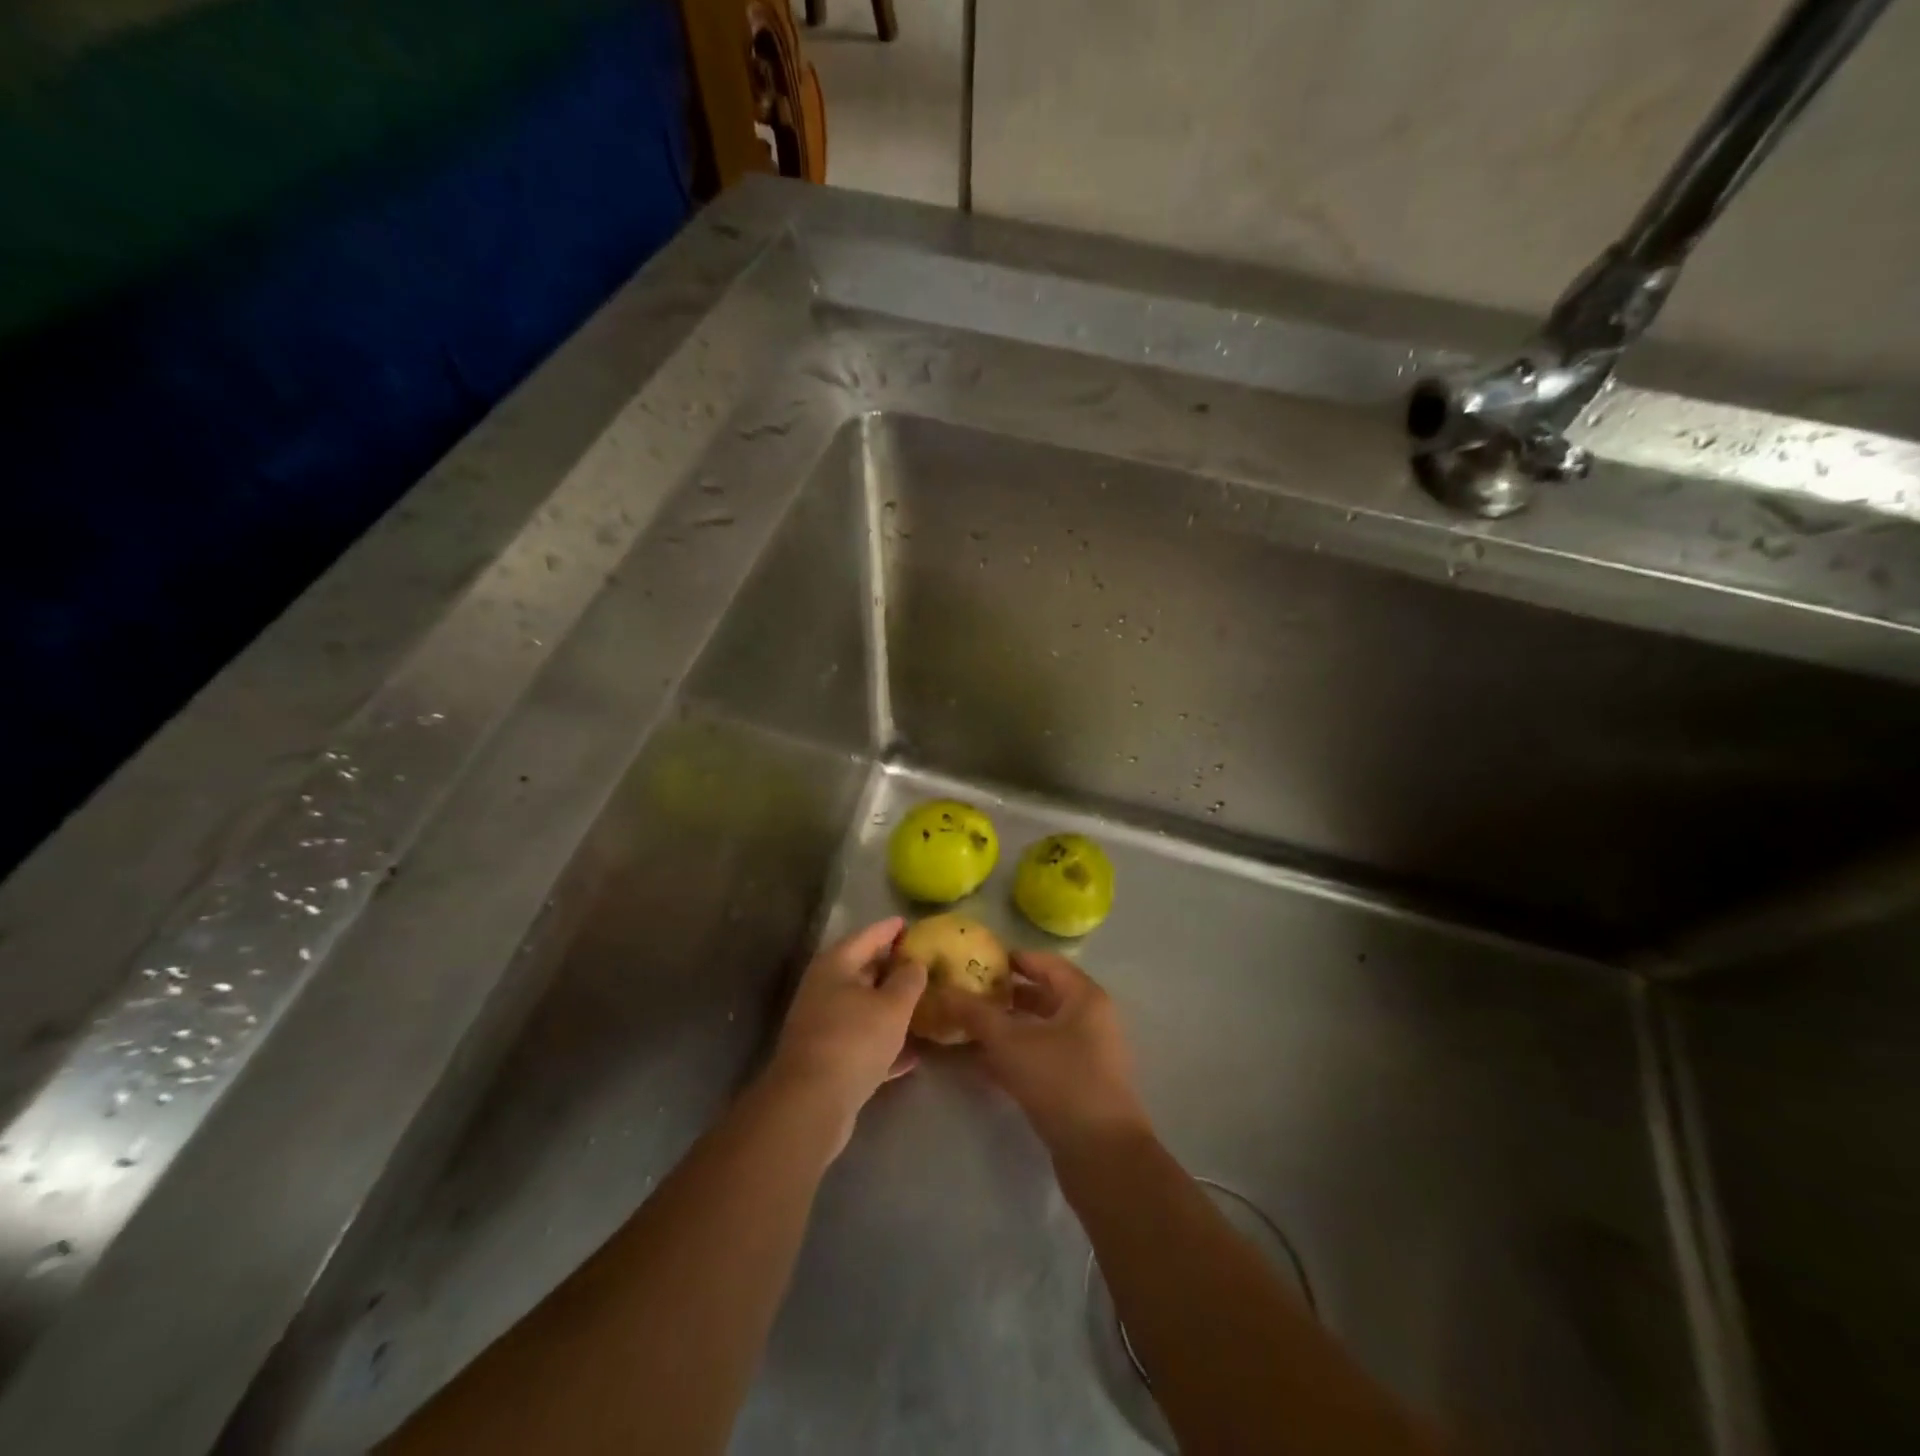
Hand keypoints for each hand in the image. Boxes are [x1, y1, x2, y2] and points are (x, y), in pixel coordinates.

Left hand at [765, 917, 927, 1152]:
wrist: (810, 1103)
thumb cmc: (854, 1040)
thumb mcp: (893, 1005)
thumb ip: (909, 980)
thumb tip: (914, 963)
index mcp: (835, 965)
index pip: (867, 936)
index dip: (890, 929)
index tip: (909, 924)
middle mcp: (824, 989)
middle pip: (862, 970)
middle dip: (891, 968)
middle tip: (921, 965)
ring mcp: (822, 1025)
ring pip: (862, 1008)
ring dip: (888, 1007)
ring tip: (921, 1005)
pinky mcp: (826, 1059)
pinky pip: (861, 1042)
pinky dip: (883, 1043)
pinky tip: (911, 1055)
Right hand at [948, 951, 1150, 1154]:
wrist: (1102, 1155)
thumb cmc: (1060, 1081)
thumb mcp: (1010, 1042)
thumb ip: (975, 1014)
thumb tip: (942, 991)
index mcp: (1083, 996)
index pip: (1044, 962)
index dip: (1010, 959)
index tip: (975, 961)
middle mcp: (1090, 1018)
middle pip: (1042, 995)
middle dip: (1003, 995)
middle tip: (965, 994)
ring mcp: (1086, 1053)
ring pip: (1039, 1029)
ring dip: (1005, 1027)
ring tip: (966, 1027)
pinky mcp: (1078, 1084)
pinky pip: (1041, 1056)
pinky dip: (1015, 1054)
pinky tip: (981, 1063)